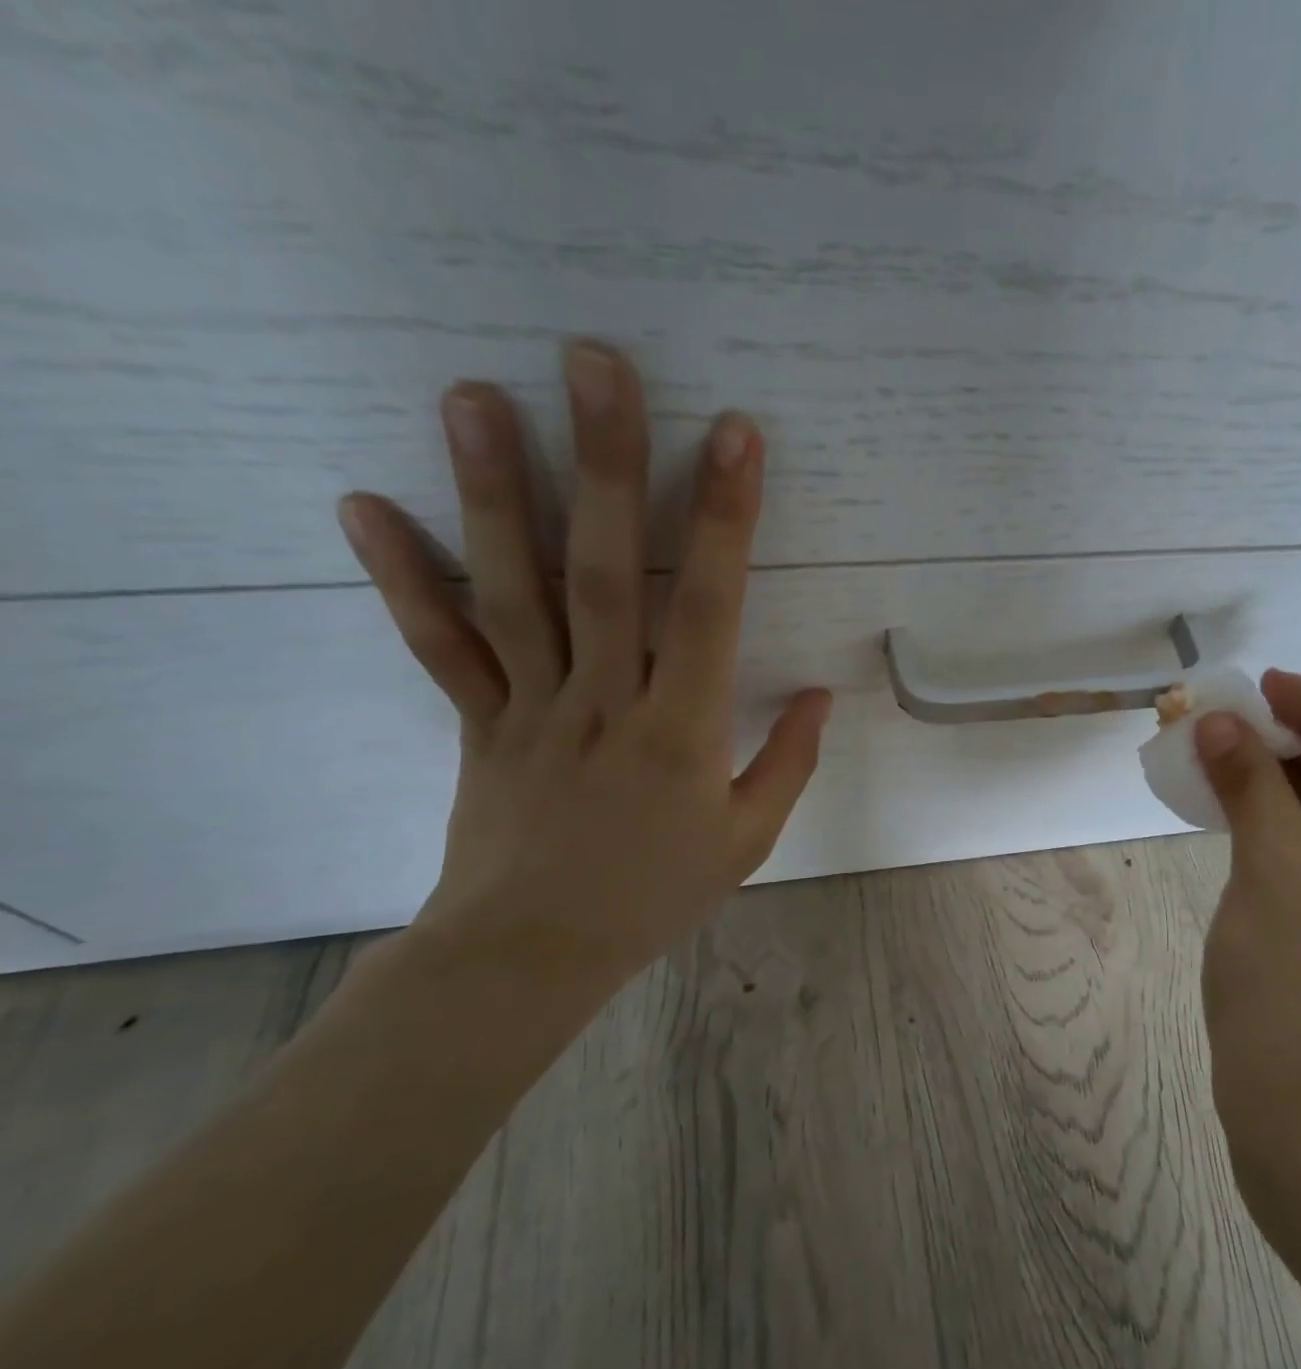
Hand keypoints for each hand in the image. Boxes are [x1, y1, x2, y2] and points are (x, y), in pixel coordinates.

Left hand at [335, 340, 830, 984]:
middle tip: (596, 365)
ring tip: (474, 397)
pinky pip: (440, 647)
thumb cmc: (655, 895)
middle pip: (604, 573)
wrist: (533, 955)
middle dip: (606, 465)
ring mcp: (532, 707)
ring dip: (493, 492)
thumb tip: (819, 693)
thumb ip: (788, 762)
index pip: (708, 609)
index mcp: (681, 732)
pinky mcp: (479, 723)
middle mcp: (604, 701)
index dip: (723, 521)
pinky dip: (403, 580)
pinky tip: (365, 505)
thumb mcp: (748, 839)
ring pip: (513, 592)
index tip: (734, 437)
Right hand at [1194, 671, 1300, 1243]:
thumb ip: (1249, 782)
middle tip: (1231, 726)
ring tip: (1222, 762)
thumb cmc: (1300, 983)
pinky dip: (1282, 831)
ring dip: (1283, 788)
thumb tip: (1218, 722)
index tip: (1262, 686)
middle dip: (1296, 749)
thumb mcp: (1272, 866)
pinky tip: (1235, 816)